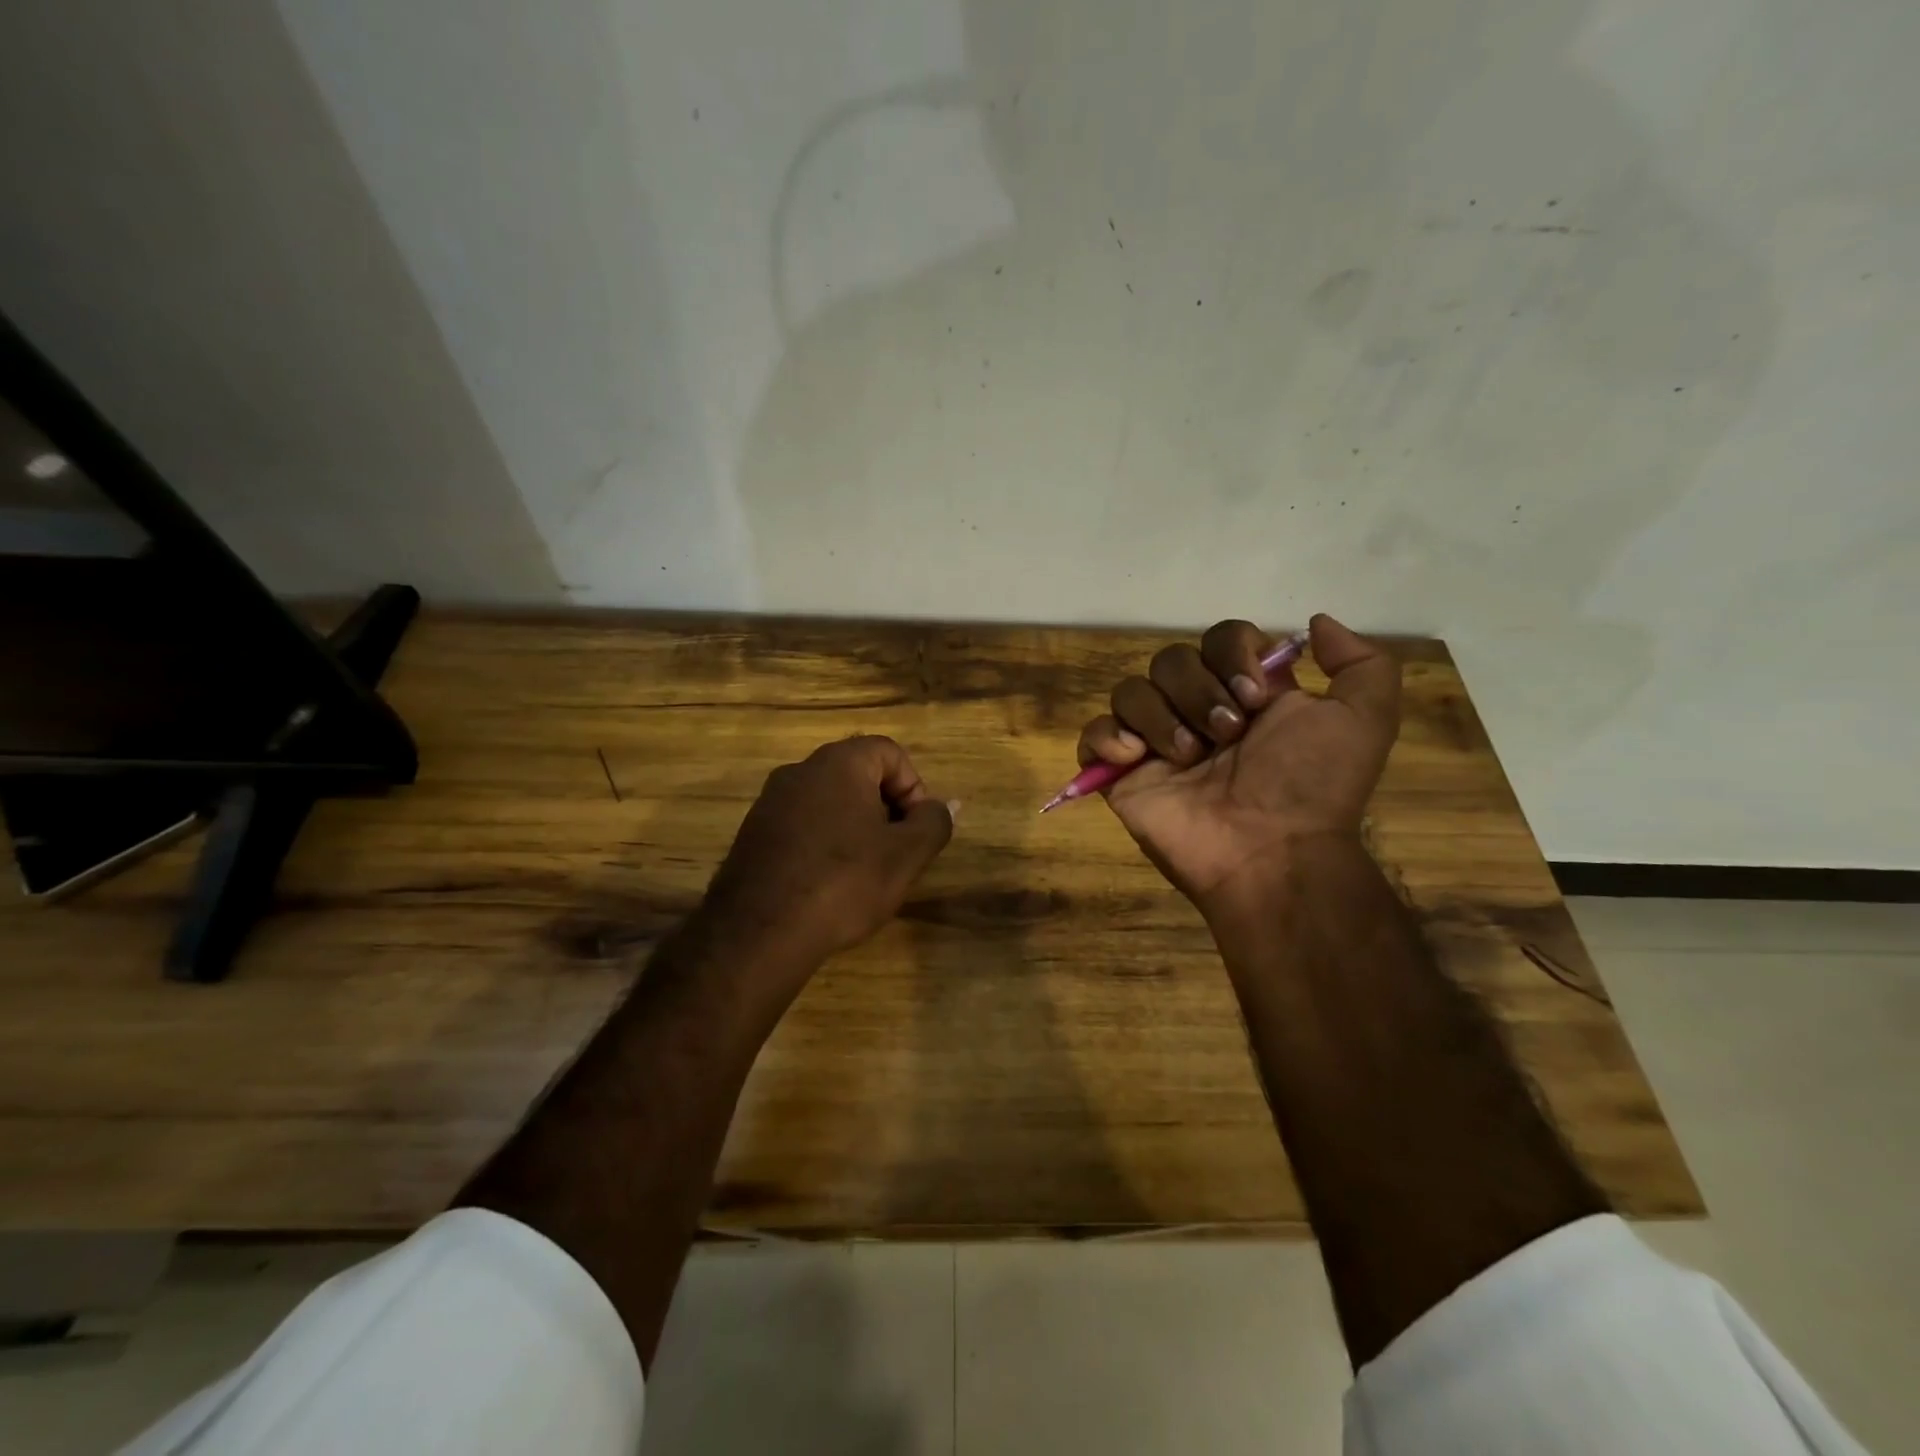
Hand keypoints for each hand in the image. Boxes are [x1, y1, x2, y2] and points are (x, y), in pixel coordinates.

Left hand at [698, 736, 954, 983]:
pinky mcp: (753, 834)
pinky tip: (827, 885)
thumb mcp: (905, 855)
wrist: (759, 933)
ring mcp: (770, 802)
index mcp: (838, 763)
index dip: (914, 788)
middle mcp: (799, 771)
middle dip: (886, 810)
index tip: (915, 830)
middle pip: (859, 775)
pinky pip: (802, 825)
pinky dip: (824, 844)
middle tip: (895, 853)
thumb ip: (933, 822)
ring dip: (856, 829)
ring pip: (830, 802)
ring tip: (864, 873)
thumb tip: (943, 806)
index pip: (890, 752)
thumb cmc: (843, 883)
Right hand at [1075, 614, 1399, 909]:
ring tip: (1188, 758)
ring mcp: (1154, 743)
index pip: (1220, 638)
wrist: (1270, 851)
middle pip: (1171, 659)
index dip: (1233, 653)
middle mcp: (1196, 711)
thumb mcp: (1365, 720)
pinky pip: (1093, 734)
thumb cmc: (1312, 785)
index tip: (1256, 695)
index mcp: (1245, 694)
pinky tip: (1135, 759)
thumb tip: (1314, 623)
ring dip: (1161, 718)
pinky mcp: (1121, 774)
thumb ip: (1361, 663)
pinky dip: (1107, 738)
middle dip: (1199, 692)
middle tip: (1226, 735)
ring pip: (1130, 690)